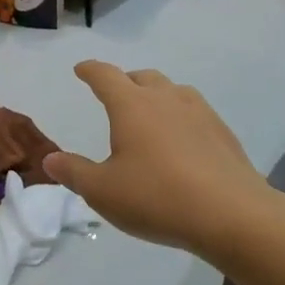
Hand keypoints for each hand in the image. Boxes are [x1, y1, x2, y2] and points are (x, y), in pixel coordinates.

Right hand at [43, 62, 284, 258]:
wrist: (233, 215)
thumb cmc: (157, 197)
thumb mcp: (103, 191)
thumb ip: (74, 172)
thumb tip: (51, 159)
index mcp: (131, 106)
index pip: (105, 76)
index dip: (90, 70)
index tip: (81, 69)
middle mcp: (166, 99)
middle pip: (143, 77)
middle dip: (125, 81)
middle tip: (115, 94)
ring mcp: (200, 114)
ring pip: (174, 91)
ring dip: (157, 96)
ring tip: (150, 115)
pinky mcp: (224, 134)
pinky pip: (196, 114)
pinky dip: (181, 118)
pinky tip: (182, 142)